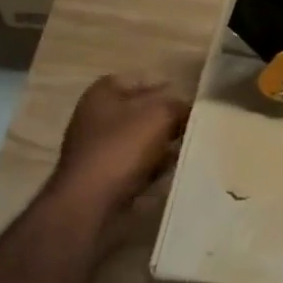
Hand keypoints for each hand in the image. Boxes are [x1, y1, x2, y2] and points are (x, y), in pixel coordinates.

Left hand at [50, 74, 189, 213]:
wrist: (89, 202)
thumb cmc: (122, 148)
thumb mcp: (159, 116)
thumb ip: (178, 106)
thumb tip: (188, 109)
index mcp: (103, 93)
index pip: (139, 79)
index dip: (165, 87)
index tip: (189, 99)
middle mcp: (95, 117)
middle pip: (140, 111)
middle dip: (166, 118)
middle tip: (193, 125)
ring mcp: (97, 148)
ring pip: (139, 139)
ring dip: (162, 144)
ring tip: (188, 148)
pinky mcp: (103, 177)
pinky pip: (135, 164)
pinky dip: (152, 166)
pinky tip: (171, 170)